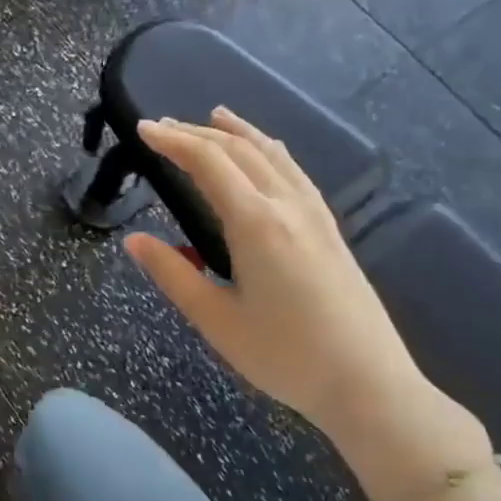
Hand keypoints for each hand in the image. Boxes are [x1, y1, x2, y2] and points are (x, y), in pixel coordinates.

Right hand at [124, 109, 431, 443]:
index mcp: (256, 224)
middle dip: (197, 133)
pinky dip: (270, 151)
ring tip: (215, 117)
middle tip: (161, 126)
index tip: (142, 129)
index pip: (209, 163)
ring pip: (273, 155)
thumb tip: (133, 240)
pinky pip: (294, 172)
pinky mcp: (330, 230)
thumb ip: (172, 274)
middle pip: (240, 151)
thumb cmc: (284, 356)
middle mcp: (288, 206)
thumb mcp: (215, 320)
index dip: (173, 141)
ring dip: (239, 133)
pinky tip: (266, 155)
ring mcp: (315, 215)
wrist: (368, 383)